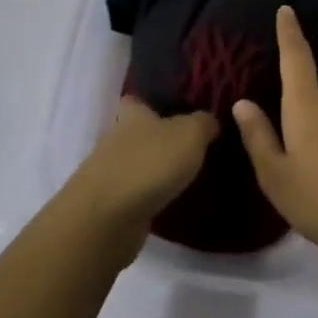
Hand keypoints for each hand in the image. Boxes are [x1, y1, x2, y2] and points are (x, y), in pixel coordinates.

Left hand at [62, 99, 218, 263]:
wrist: (108, 217)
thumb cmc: (150, 163)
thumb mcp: (189, 135)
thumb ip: (203, 123)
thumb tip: (209, 121)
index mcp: (132, 115)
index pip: (135, 100)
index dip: (151, 103)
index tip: (173, 110)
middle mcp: (115, 139)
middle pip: (135, 133)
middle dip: (156, 139)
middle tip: (189, 148)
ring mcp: (108, 173)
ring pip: (134, 164)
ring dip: (152, 170)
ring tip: (184, 177)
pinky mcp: (109, 204)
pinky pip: (133, 193)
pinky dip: (148, 196)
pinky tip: (169, 202)